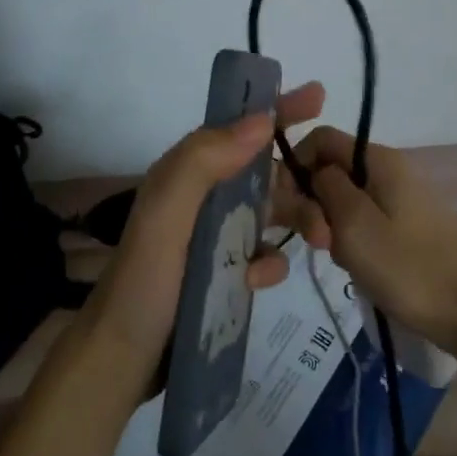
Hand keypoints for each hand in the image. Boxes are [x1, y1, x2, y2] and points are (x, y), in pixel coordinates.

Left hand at [86, 83, 325, 366]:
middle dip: (302, 181)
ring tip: (323, 242)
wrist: (123, 358)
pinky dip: (269, 263)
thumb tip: (261, 119)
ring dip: (299, 221)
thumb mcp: (167, 213)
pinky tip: (260, 280)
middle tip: (334, 203)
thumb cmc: (146, 280)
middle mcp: (203, 196)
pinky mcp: (222, 270)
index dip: (277, 110)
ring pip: (271, 213)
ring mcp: (213, 235)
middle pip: (265, 172)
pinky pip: (262, 255)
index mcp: (188, 172)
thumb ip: (205, 161)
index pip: (238, 128)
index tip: (318, 97)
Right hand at [281, 126, 456, 351]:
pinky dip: (353, 239)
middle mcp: (392, 169)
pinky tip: (359, 266)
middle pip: (333, 170)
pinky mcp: (409, 226)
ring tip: (342, 259)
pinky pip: (366, 220)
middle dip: (314, 203)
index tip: (289, 206)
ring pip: (346, 199)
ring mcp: (403, 198)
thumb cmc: (408, 267)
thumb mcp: (354, 224)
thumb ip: (325, 187)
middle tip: (319, 243)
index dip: (296, 166)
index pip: (321, 139)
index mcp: (380, 159)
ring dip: (333, 226)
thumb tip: (315, 170)